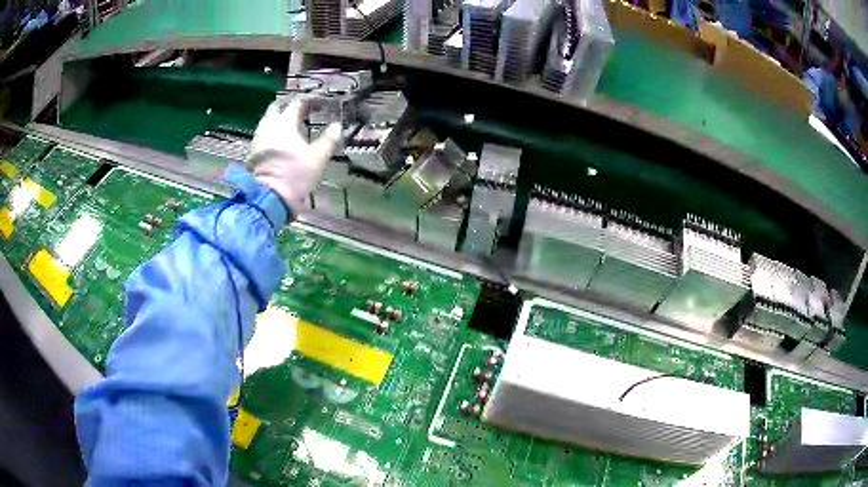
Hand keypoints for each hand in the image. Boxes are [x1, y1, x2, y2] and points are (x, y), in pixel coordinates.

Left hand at [247, 100, 340, 211]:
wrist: (268, 197)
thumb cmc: (295, 175)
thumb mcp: (318, 158)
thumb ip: (328, 140)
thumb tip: (337, 126)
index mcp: (286, 123)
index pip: (297, 103)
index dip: (308, 99)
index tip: (317, 101)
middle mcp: (269, 126)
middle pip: (276, 108)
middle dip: (287, 106)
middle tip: (298, 110)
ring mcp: (258, 139)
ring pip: (266, 121)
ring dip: (277, 118)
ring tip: (287, 125)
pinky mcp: (252, 152)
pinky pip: (262, 134)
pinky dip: (270, 132)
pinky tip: (277, 140)